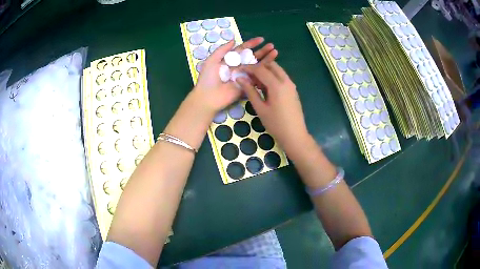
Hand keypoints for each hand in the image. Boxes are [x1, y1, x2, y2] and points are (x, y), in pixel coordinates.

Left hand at [191, 37, 277, 116]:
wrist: (208, 97)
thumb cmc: (208, 78)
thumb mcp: (212, 61)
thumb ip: (222, 50)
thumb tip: (234, 40)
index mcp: (230, 60)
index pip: (243, 50)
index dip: (251, 44)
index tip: (261, 39)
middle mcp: (239, 67)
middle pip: (252, 57)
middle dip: (262, 51)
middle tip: (271, 46)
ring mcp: (244, 76)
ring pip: (257, 66)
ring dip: (266, 59)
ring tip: (275, 52)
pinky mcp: (248, 85)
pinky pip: (258, 78)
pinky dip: (265, 72)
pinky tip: (273, 66)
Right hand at [238, 61, 308, 152]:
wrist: (295, 135)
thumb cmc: (275, 124)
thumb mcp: (260, 108)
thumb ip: (250, 91)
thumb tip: (239, 78)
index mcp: (277, 85)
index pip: (261, 69)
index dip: (248, 68)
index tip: (239, 70)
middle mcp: (286, 81)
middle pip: (271, 66)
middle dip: (258, 67)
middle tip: (248, 76)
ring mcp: (291, 85)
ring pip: (278, 70)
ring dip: (266, 71)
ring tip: (255, 82)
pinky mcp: (293, 90)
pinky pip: (282, 77)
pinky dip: (272, 77)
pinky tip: (265, 88)